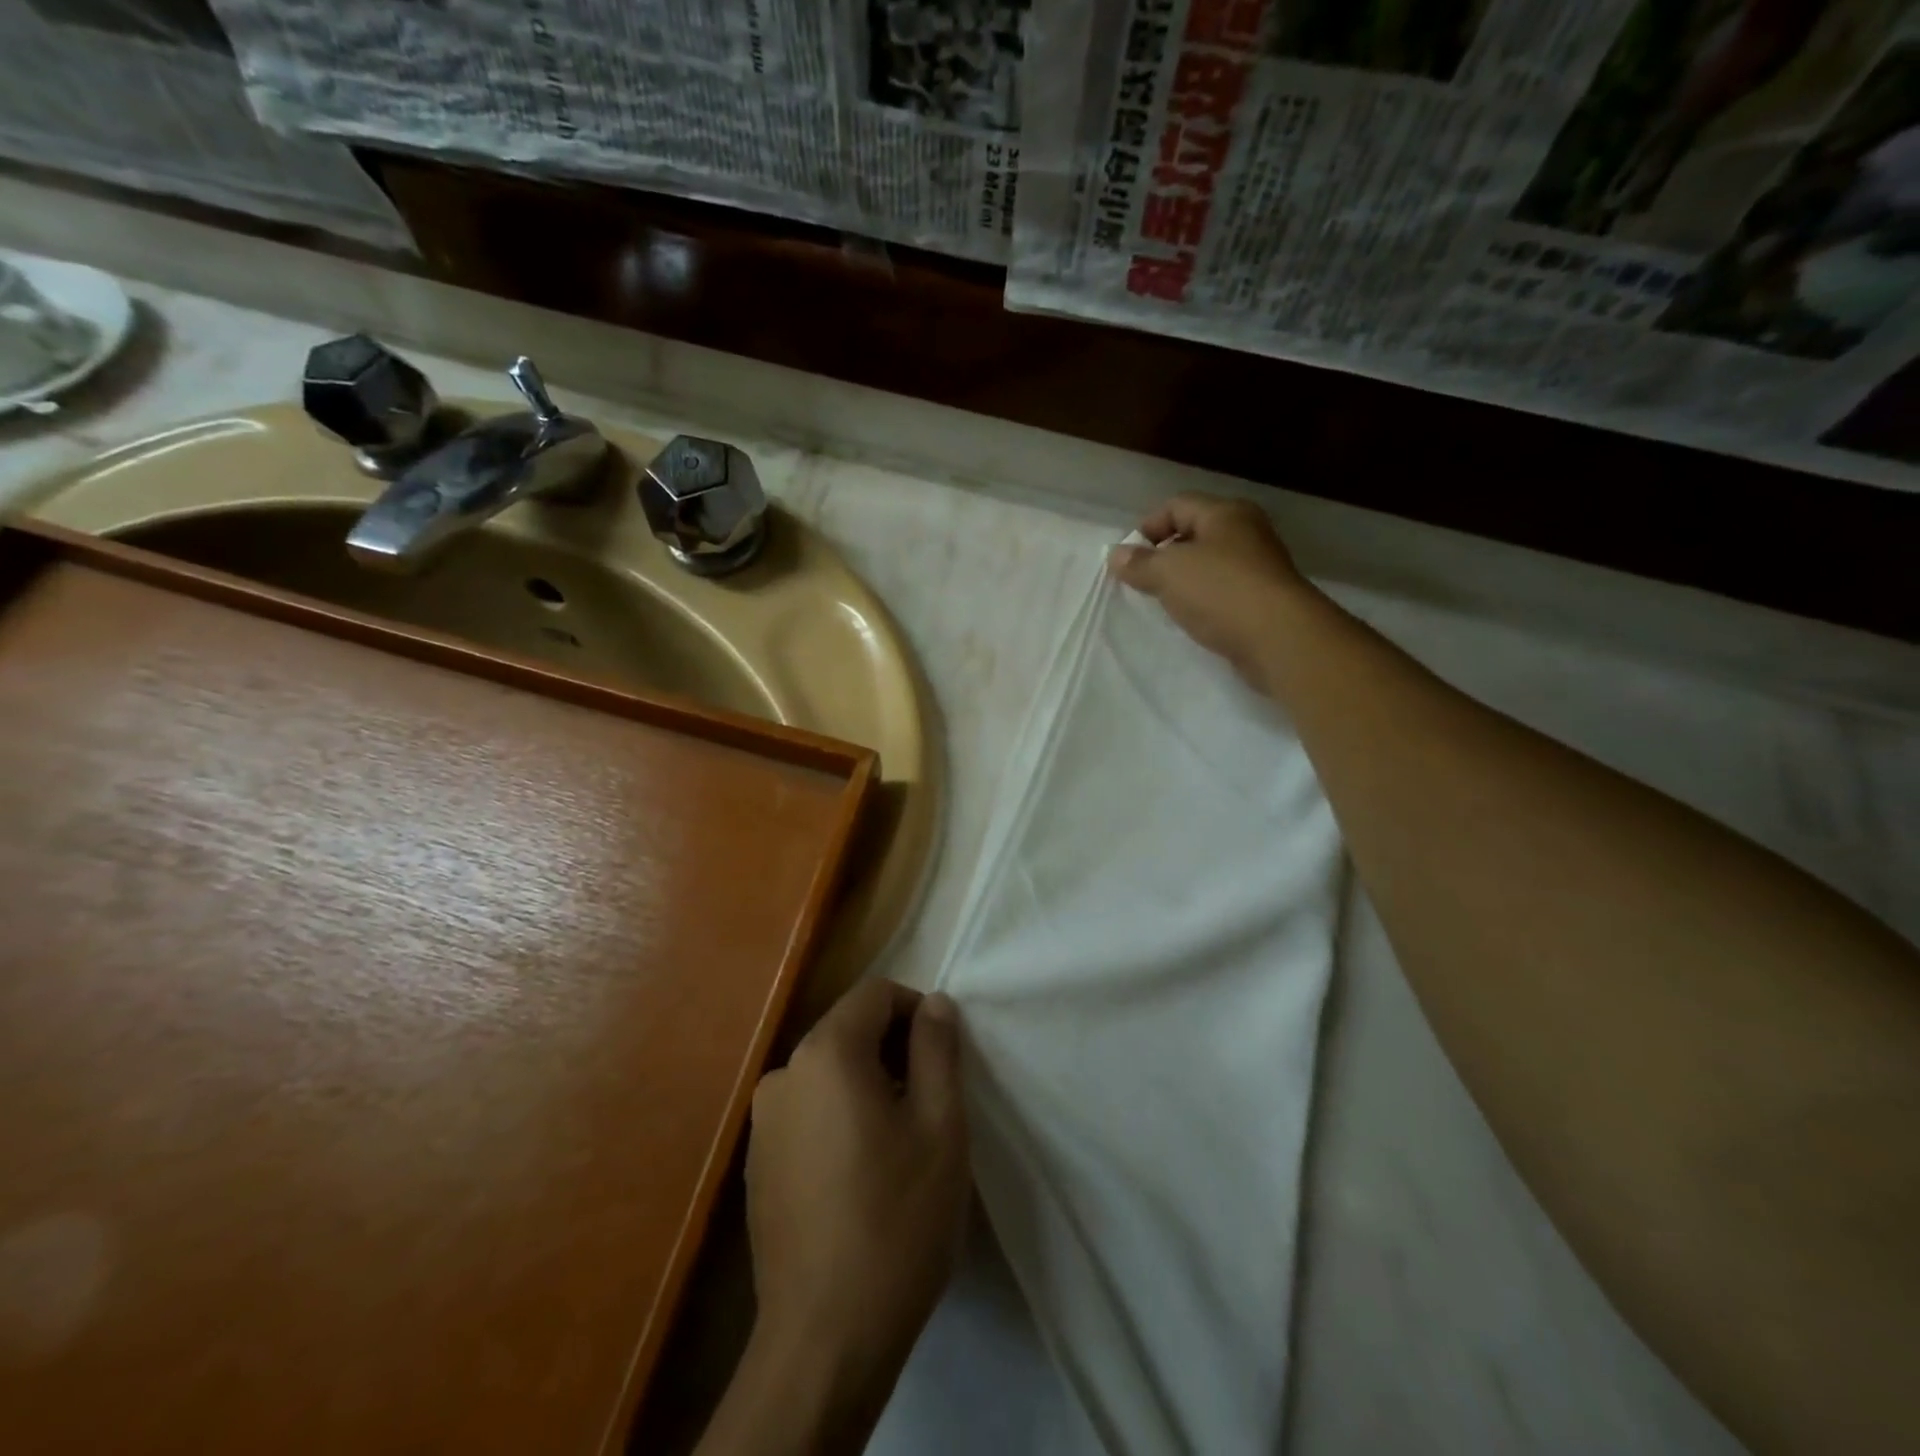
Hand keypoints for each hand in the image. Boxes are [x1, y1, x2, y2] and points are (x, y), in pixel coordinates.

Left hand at [745, 979, 968, 1384]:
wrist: (825, 1339)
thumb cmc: (897, 1220)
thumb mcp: (941, 1126)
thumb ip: (938, 1049)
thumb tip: (934, 1002)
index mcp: (825, 1053)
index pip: (875, 994)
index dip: (916, 1011)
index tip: (943, 1056)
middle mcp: (783, 1074)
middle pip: (849, 1030)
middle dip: (894, 1050)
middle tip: (931, 1102)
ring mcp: (763, 1121)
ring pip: (829, 1073)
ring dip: (869, 1085)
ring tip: (901, 1141)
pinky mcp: (758, 1163)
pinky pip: (809, 1111)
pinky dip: (840, 1117)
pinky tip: (863, 1174)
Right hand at [1108, 493, 1308, 687]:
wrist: (1279, 638)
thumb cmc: (1221, 592)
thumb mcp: (1168, 572)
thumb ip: (1139, 563)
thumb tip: (1116, 554)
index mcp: (1225, 513)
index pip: (1177, 505)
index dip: (1148, 526)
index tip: (1128, 558)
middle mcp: (1246, 532)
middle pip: (1194, 533)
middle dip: (1165, 554)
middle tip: (1142, 580)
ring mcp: (1258, 566)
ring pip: (1209, 565)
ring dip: (1184, 581)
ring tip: (1164, 602)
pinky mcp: (1263, 599)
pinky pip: (1223, 592)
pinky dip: (1203, 601)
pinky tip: (1192, 618)